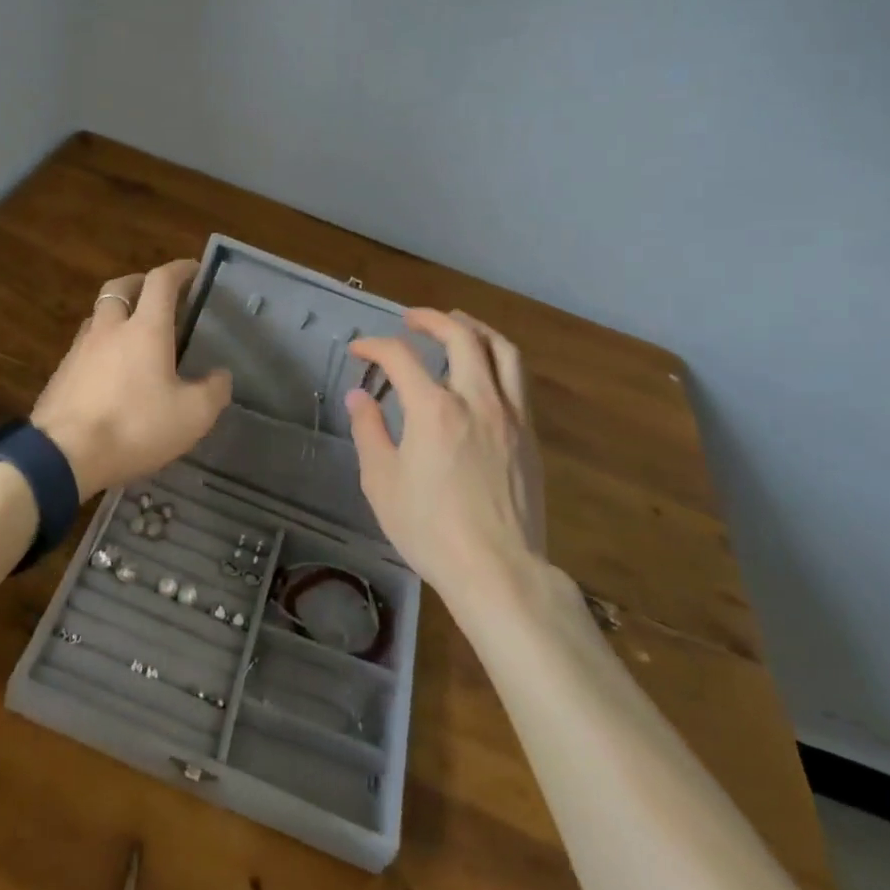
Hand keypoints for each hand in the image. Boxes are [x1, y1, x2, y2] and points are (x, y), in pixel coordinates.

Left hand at [31, 259, 233, 499]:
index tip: (193, 269)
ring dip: (117, 314)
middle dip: (140, 282)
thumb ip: (214, 391)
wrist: (63, 456)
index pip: (161, 281)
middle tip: (157, 295)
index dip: (179, 270)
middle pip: (120, 287)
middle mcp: (110, 329)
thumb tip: (221, 375)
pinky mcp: (60, 374)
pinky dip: (100, 347)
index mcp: (145, 329)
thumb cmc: (135, 427)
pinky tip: (109, 372)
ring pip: (98, 316)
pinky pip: (84, 347)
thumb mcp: (192, 416)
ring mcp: (79, 350)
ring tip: (133, 334)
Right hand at [345, 309, 547, 602]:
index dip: (375, 346)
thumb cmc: (430, 530)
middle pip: (460, 336)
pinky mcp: (529, 435)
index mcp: (434, 409)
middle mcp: (476, 399)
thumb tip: (359, 396)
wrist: (498, 570)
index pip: (401, 357)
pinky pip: (518, 380)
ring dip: (475, 328)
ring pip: (501, 350)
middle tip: (411, 319)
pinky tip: (485, 369)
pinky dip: (498, 359)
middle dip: (431, 319)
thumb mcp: (382, 483)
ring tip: (457, 323)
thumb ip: (369, 431)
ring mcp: (510, 415)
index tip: (359, 350)